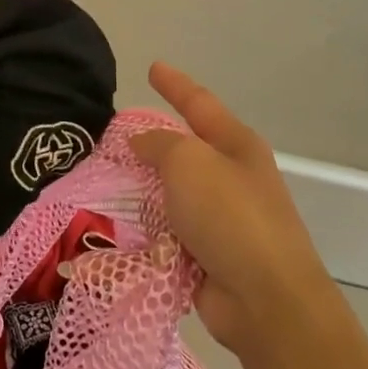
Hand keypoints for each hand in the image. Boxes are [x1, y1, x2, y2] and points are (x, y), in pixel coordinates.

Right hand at [130, 63, 324, 356]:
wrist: (266, 300)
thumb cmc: (230, 218)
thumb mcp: (189, 163)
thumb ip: (160, 145)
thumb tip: (143, 143)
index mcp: (236, 146)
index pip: (199, 103)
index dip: (174, 84)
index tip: (152, 67)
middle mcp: (232, 178)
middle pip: (183, 151)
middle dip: (149, 145)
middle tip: (110, 138)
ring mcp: (222, 220)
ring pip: (170, 194)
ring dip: (142, 192)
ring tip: (101, 184)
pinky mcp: (207, 255)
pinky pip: (167, 232)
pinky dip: (146, 229)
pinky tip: (116, 228)